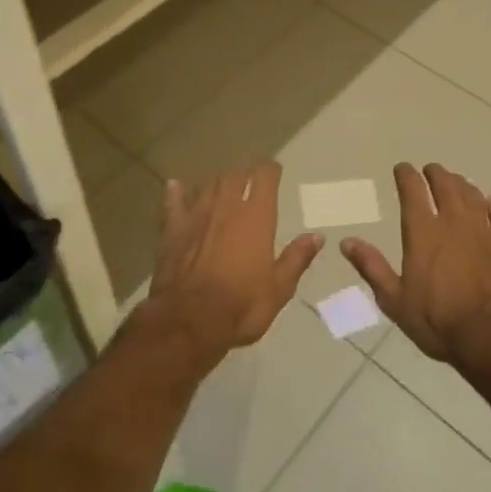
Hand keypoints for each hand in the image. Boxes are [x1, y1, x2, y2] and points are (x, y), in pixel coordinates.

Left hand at [143, 163, 321, 364]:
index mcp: (256, 217)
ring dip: (217, 183)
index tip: (274, 171)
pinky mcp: (173, 229)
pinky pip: (173, 203)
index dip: (270, 171)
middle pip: (235, 176)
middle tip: (249, 183)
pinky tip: (175, 186)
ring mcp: (197, 215)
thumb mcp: (279, 289)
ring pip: (208, 185)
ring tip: (222, 188)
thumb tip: (317, 236)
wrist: (190, 320)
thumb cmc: (241, 305)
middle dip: (244, 176)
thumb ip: (297, 259)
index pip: (265, 178)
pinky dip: (175, 193)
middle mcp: (227, 206)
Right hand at [342, 163, 490, 366]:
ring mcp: (482, 230)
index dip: (405, 174)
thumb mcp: (394, 300)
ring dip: (461, 184)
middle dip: (435, 173)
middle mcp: (452, 222)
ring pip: (472, 194)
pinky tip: (490, 203)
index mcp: (423, 232)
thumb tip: (346, 242)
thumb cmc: (437, 321)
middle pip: (445, 184)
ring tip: (456, 181)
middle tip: (430, 171)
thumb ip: (371, 267)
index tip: (402, 168)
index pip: (412, 189)